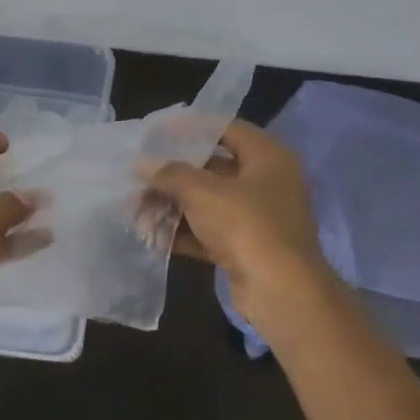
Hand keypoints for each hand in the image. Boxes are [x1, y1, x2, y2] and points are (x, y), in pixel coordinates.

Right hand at [142, 121, 340, 336]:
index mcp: (267, 156)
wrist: (280, 291)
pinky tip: (155, 237)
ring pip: (209, 203)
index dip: (191, 128)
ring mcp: (259, 217)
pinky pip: (211, 232)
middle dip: (174, 176)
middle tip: (141, 179)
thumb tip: (143, 165)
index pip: (226, 129)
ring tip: (139, 213)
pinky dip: (185, 233)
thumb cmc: (246, 225)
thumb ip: (170, 174)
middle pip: (213, 169)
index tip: (157, 133)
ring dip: (174, 207)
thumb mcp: (202, 192)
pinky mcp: (248, 247)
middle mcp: (267, 182)